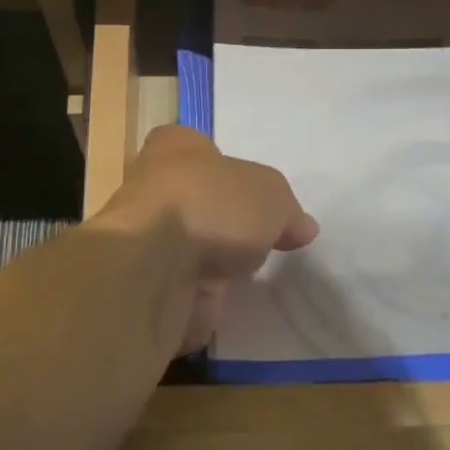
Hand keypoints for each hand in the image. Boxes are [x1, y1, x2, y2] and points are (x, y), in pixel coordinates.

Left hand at [92, 125, 318, 352]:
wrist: (157, 269)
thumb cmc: (212, 205)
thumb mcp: (270, 194)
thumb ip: (287, 209)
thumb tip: (301, 227)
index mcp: (175, 147)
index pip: (200, 147)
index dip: (228, 166)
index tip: (256, 194)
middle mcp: (153, 187)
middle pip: (198, 199)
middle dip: (227, 220)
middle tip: (264, 238)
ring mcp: (148, 239)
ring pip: (190, 245)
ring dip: (215, 261)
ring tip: (252, 274)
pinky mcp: (149, 285)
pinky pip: (186, 286)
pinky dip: (207, 296)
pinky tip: (232, 302)